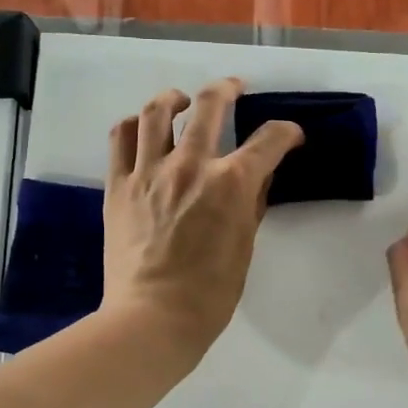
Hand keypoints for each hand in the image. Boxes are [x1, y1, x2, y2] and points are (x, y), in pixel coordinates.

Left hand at [103, 79, 304, 362]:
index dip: (286, 133)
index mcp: (231, 184)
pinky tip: (143, 127)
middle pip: (211, 105)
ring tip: (181, 100)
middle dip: (228, 89)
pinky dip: (134, 124)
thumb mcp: (245, 248)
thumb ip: (251, 206)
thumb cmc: (210, 294)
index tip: (289, 136)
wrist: (153, 318)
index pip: (269, 140)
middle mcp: (191, 165)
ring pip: (157, 111)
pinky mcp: (118, 185)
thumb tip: (258, 179)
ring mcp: (149, 172)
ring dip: (174, 97)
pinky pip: (120, 138)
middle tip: (235, 88)